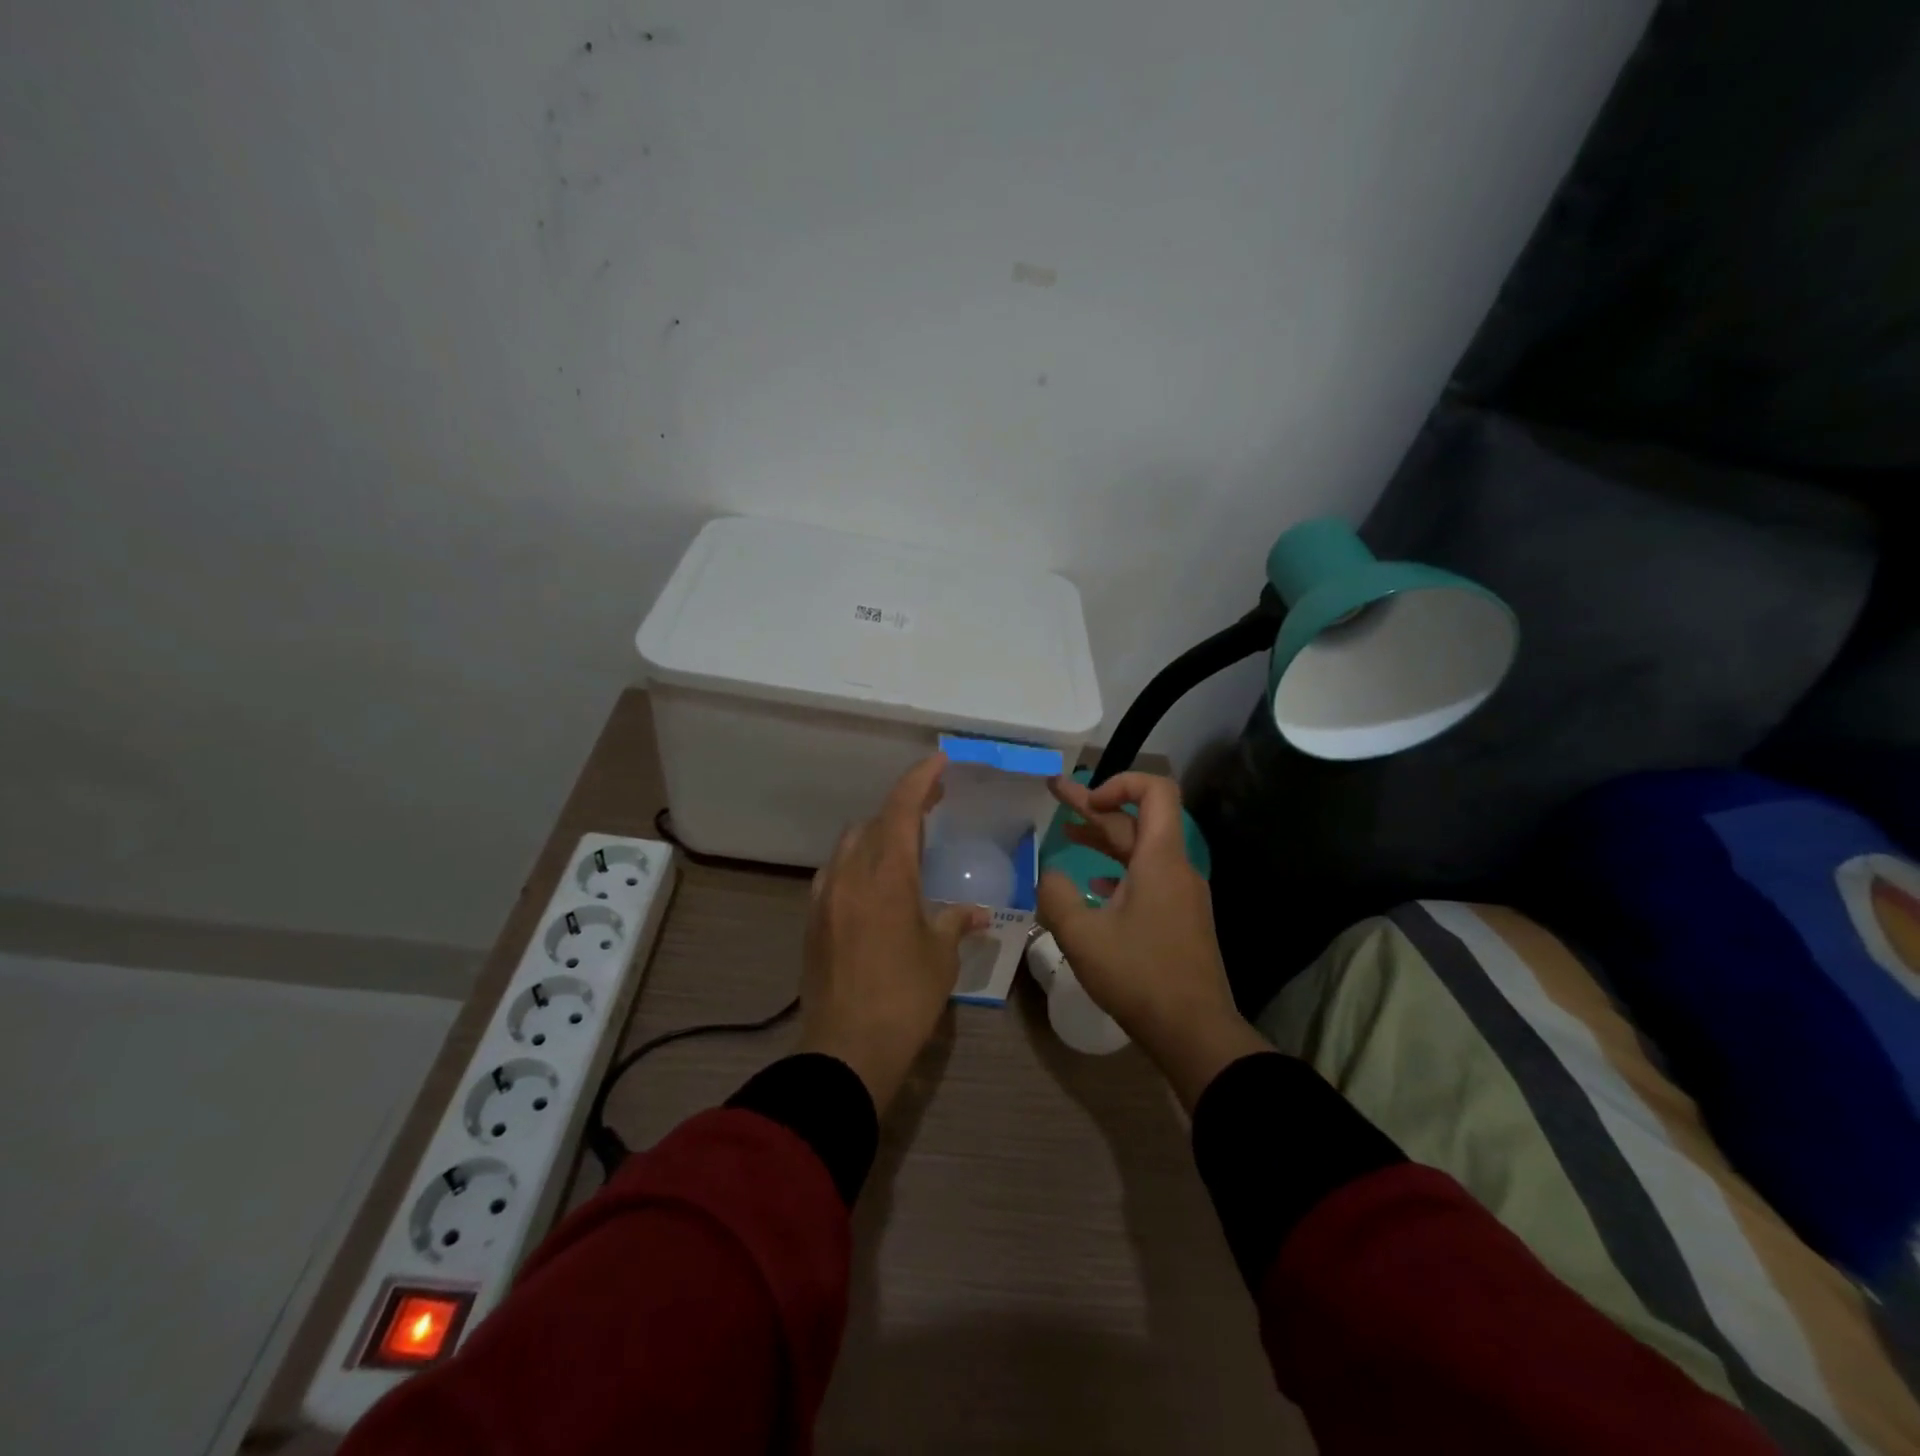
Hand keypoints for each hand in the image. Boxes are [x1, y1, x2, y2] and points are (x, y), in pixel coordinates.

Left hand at [798, 753, 990, 1112]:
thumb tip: (978, 913)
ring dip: (878, 834)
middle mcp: (850, 874)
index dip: (920, 779)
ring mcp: (825, 895)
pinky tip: (874, 884)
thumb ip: (956, 923)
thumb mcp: (940, 957)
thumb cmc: (904, 998)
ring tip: (905, 845)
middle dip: (903, 807)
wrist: (846, 1049)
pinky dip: (858, 863)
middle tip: (933, 806)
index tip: (939, 761)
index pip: (902, 809)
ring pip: (850, 844)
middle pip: (874, 821)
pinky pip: (836, 872)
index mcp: (886, 875)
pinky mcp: (812, 919)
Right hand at [1037, 772, 1267, 1108]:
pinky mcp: (1179, 919)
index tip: (1086, 802)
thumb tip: (1050, 874)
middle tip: (1055, 792)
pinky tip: (1094, 886)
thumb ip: (1057, 895)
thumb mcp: (1082, 935)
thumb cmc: (1139, 975)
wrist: (1195, 1032)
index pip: (1155, 791)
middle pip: (1138, 820)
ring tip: (1067, 833)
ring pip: (1141, 851)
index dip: (1120, 782)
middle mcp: (1175, 868)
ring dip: (1104, 839)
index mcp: (1160, 859)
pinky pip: (1148, 878)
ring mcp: (1181, 894)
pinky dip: (1119, 871)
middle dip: (1095, 806)